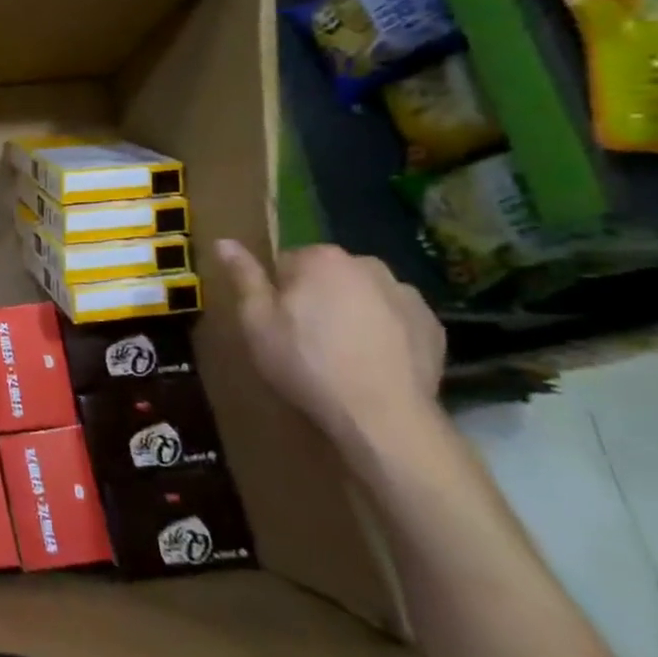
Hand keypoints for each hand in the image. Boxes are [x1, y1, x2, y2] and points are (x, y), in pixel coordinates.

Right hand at [216, 240, 445, 466]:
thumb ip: (244, 277)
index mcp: (322, 259)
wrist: (382, 415)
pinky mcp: (433, 326)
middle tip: (303, 339)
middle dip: (316, 298)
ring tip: (340, 354)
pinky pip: (395, 320)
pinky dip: (383, 333)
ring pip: (363, 296)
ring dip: (351, 313)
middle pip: (328, 276)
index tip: (276, 322)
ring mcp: (407, 295)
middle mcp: (368, 265)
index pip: (286, 262)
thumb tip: (224, 241)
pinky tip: (371, 362)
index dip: (276, 292)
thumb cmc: (305, 361)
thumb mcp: (256, 320)